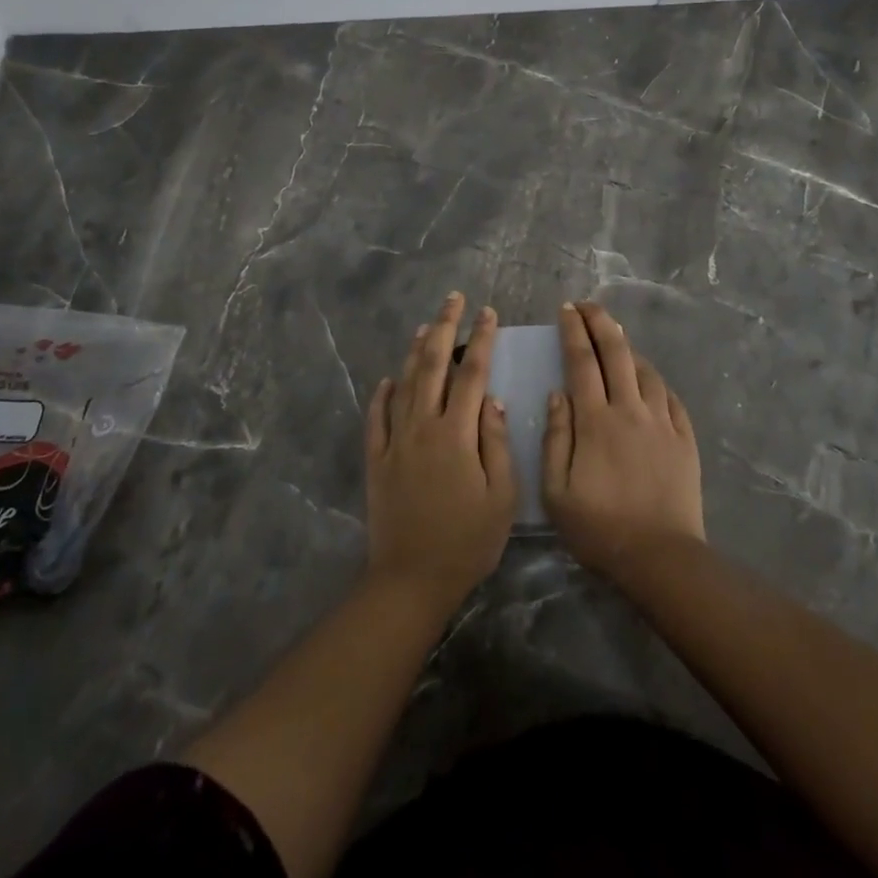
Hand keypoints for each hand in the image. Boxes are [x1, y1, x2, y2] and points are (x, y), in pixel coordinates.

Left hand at [364, 292, 515, 612]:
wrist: (412, 578)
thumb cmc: (467, 540)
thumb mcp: (501, 496)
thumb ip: (496, 444)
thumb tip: (492, 401)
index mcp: (456, 433)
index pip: (471, 373)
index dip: (481, 339)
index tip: (488, 313)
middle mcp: (422, 426)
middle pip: (432, 365)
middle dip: (444, 328)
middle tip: (453, 300)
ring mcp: (395, 441)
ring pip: (404, 383)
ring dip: (414, 351)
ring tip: (425, 326)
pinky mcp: (376, 459)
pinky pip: (377, 417)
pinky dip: (383, 394)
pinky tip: (388, 380)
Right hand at [543, 301, 704, 578]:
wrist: (660, 557)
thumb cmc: (599, 528)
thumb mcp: (556, 491)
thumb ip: (555, 438)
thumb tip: (557, 394)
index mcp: (595, 420)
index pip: (582, 361)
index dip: (573, 331)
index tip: (566, 309)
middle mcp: (630, 410)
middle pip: (617, 352)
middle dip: (601, 322)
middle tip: (588, 305)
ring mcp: (662, 422)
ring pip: (646, 370)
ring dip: (629, 348)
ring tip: (616, 338)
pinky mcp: (684, 439)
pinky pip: (669, 397)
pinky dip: (655, 380)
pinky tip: (648, 380)